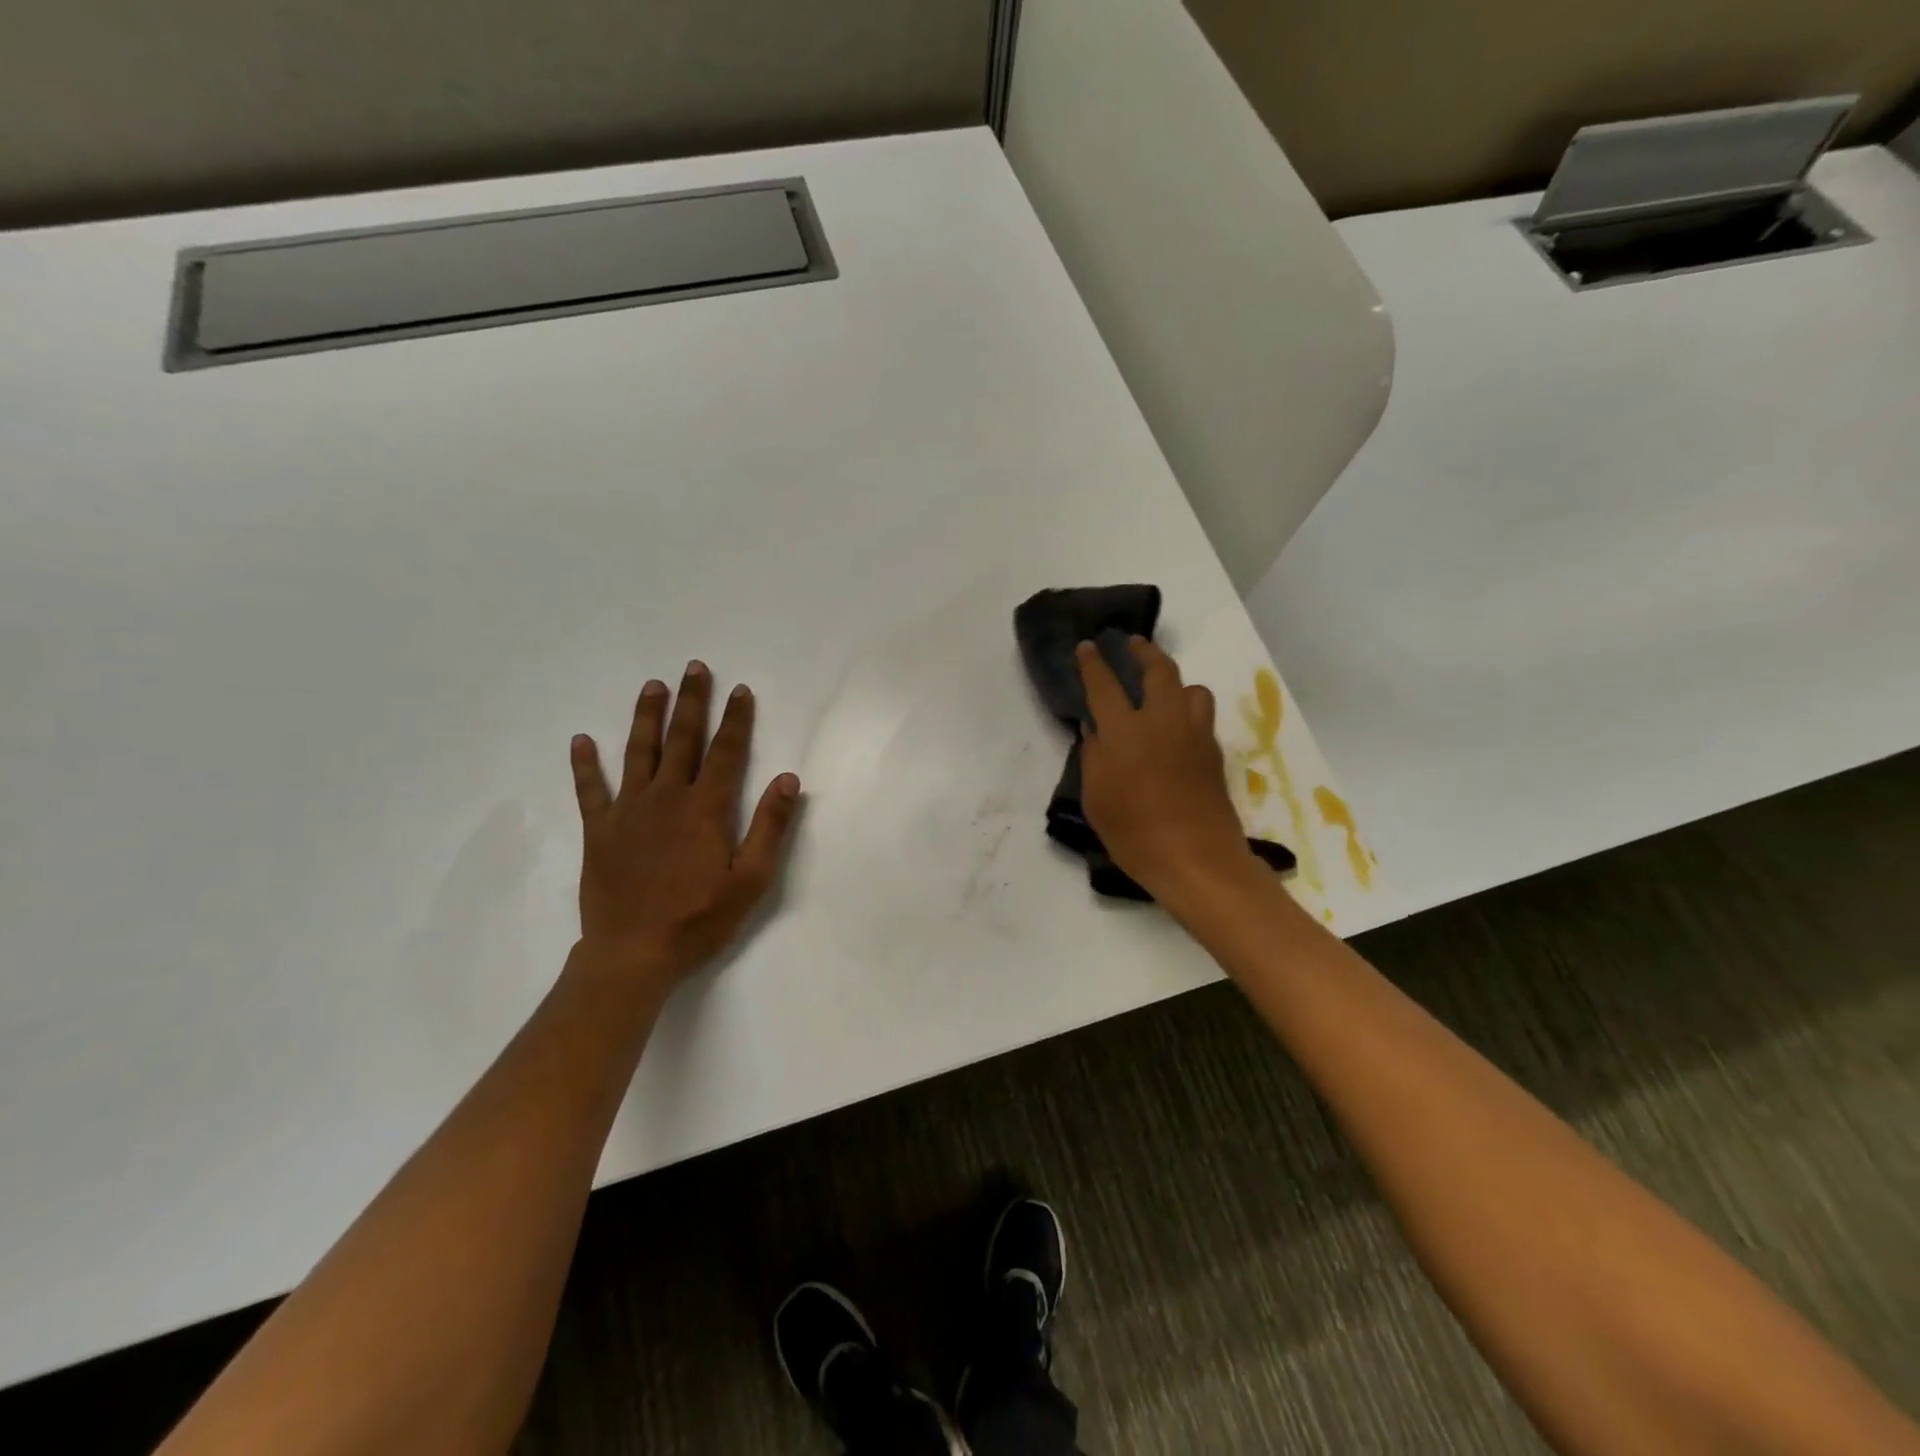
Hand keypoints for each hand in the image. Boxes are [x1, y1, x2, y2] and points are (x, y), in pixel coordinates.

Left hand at [568, 661, 801, 995]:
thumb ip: (770, 827)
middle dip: (692, 702)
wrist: (633, 954)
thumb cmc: (699, 920)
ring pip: (638, 752)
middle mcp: (668, 797)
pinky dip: (585, 764)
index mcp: (707, 809)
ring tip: (653, 686)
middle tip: (694, 668)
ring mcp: (629, 811)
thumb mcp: (751, 880)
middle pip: (683, 739)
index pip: (727, 752)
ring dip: (647, 716)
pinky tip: (581, 741)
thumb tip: (788, 779)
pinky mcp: (600, 830)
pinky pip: (591, 789)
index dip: (736, 719)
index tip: (740, 690)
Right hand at [1075, 638, 1251, 901]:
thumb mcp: (1096, 800)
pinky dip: (1189, 711)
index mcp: (1125, 732)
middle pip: (1158, 671)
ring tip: (1164, 690)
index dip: (1093, 663)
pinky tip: (1178, 728)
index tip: (1088, 646)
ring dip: (1175, 682)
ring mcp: (1194, 735)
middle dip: (1144, 651)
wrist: (1196, 859)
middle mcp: (1162, 722)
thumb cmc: (1135, 834)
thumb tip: (1095, 731)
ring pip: (1192, 689)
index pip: (1104, 686)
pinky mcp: (1214, 753)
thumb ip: (1093, 758)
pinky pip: (1202, 717)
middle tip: (1133, 643)